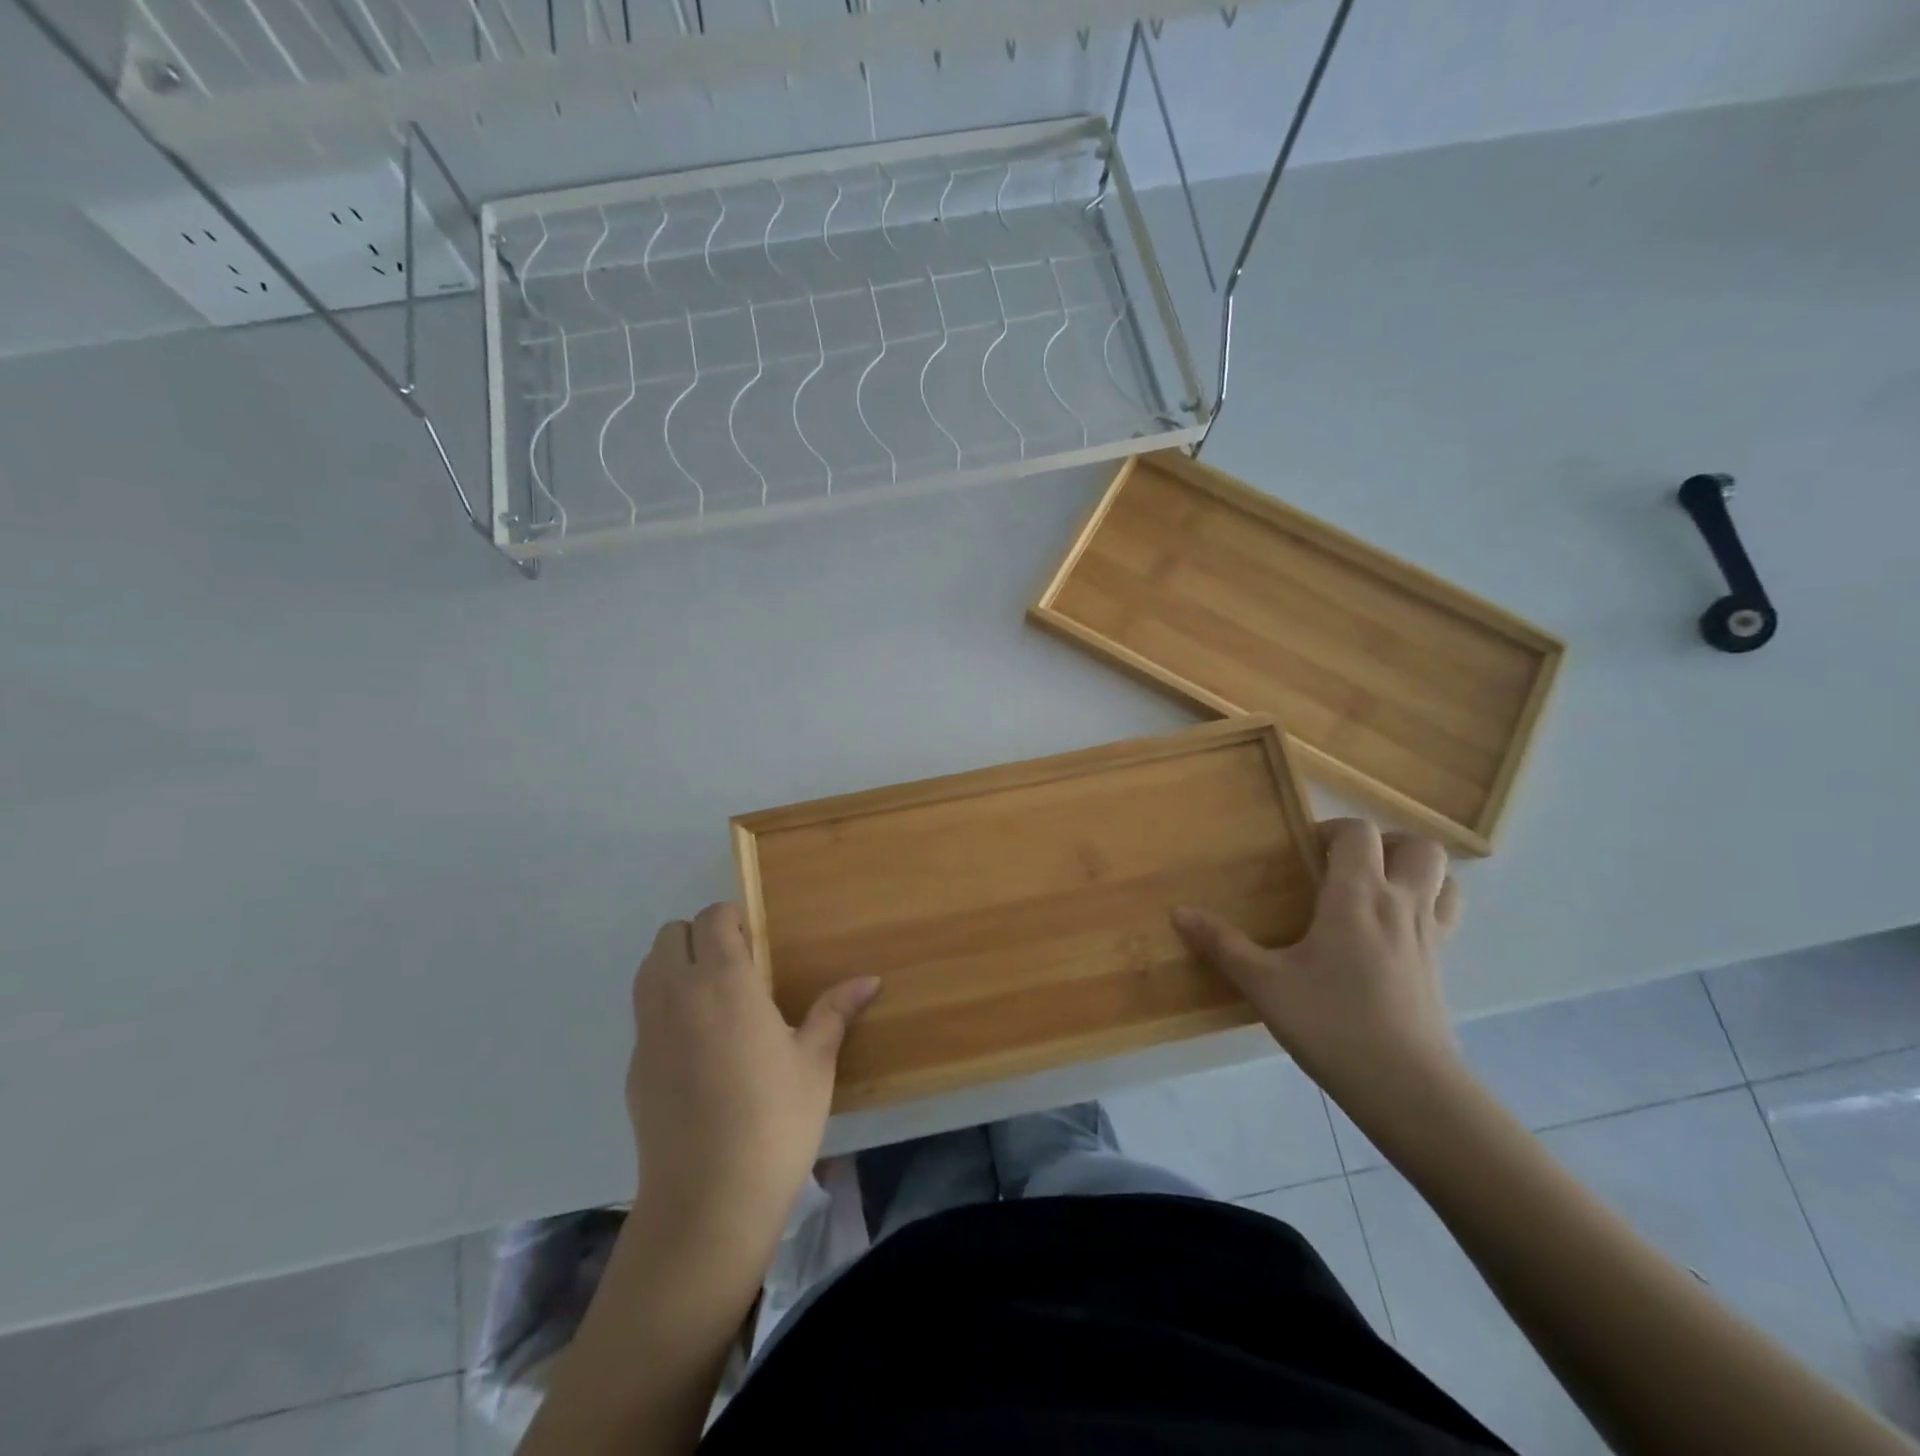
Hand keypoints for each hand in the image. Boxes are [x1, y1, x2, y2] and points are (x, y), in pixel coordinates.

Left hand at [625, 903, 879, 1250]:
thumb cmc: (774, 1121)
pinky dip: (665, 1010)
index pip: (711, 918)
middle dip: (700, 937)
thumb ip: (835, 1011)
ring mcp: (648, 1032)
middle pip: (670, 935)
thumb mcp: (815, 1063)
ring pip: (648, 970)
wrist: (708, 1202)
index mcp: (724, 982)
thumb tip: (871, 979)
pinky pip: (644, 1015)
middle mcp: (677, 995)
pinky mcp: (634, 1067)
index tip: (755, 943)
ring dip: (676, 967)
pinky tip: (697, 1050)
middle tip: (736, 968)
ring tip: (714, 1000)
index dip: (732, 920)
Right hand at [1171, 818, 1463, 1104]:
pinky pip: (1446, 916)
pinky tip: (1392, 933)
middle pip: (1419, 846)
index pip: (1359, 833)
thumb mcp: (1264, 984)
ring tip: (1377, 889)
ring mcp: (1430, 936)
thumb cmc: (1331, 1023)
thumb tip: (1178, 912)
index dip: (1333, 830)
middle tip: (1346, 865)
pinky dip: (1428, 906)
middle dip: (1385, 843)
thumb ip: (1222, 944)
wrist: (1408, 1088)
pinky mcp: (1442, 967)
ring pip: (1445, 878)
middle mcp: (1401, 905)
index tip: (1305, 851)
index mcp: (1357, 896)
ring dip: (1415, 871)